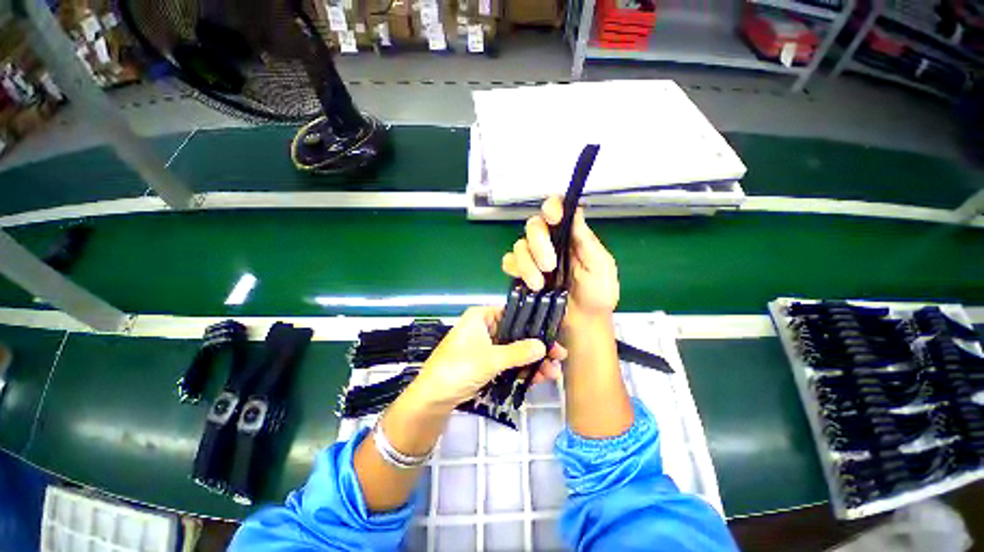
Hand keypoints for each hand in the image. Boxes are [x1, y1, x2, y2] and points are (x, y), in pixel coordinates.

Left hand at [405, 306, 566, 410]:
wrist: (434, 398)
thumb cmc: (459, 368)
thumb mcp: (491, 359)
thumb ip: (518, 352)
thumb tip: (543, 346)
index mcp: (482, 317)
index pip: (513, 313)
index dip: (533, 322)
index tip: (553, 331)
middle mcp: (486, 328)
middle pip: (517, 333)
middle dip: (538, 347)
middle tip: (559, 355)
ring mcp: (487, 347)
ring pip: (515, 350)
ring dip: (533, 361)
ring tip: (554, 371)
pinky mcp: (488, 363)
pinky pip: (509, 363)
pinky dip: (523, 369)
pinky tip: (540, 377)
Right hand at [501, 197, 619, 325]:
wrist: (583, 324)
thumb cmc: (597, 295)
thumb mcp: (600, 266)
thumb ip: (587, 241)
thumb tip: (575, 213)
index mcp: (571, 237)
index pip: (558, 210)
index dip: (552, 207)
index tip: (553, 217)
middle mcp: (550, 243)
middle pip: (534, 226)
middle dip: (538, 244)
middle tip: (549, 266)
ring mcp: (534, 258)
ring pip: (519, 246)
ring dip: (527, 264)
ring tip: (540, 284)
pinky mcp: (522, 273)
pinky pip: (509, 262)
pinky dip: (515, 270)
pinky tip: (528, 284)